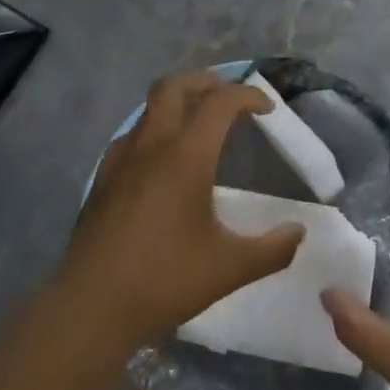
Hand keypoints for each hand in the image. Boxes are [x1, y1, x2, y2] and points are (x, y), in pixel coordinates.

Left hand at [57, 71, 305, 354]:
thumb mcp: (230, 268)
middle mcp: (151, 146)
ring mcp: (120, 160)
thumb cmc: (165, 280)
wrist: (91, 307)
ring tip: (197, 124)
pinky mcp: (101, 179)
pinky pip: (130, 136)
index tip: (267, 110)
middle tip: (227, 96)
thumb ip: (272, 249)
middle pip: (174, 87)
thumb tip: (298, 233)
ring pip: (148, 109)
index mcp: (186, 156)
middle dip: (204, 82)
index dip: (248, 96)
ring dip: (176, 104)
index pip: (220, 103)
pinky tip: (161, 161)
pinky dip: (152, 131)